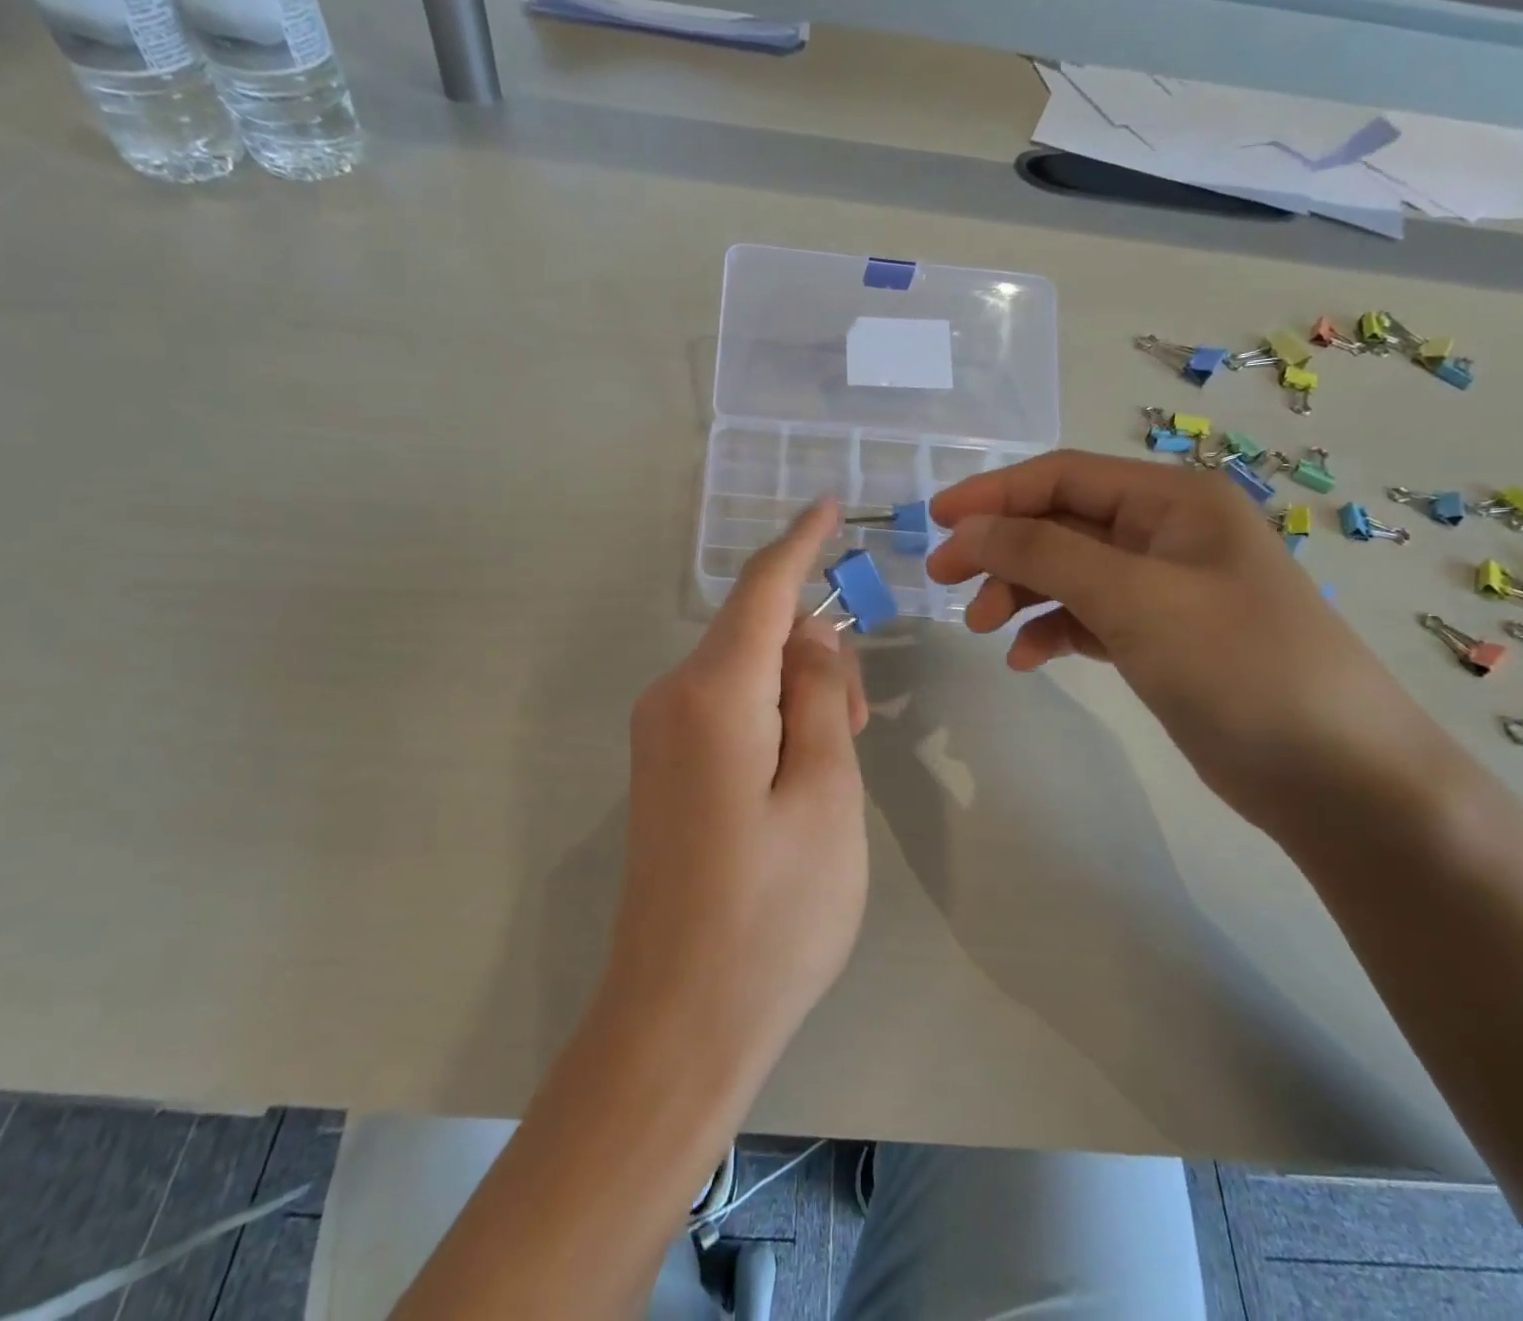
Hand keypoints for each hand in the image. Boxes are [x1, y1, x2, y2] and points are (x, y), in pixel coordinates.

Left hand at [607, 500, 868, 1073]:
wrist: (679, 1019)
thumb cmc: (773, 913)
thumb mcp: (827, 796)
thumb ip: (821, 699)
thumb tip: (811, 636)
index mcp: (713, 696)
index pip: (762, 591)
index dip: (799, 542)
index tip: (828, 504)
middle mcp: (672, 699)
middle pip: (755, 633)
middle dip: (814, 651)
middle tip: (862, 722)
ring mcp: (659, 736)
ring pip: (743, 673)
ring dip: (797, 692)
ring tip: (838, 761)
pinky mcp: (663, 770)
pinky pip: (725, 709)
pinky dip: (771, 716)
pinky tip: (800, 773)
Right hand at [926, 451, 1443, 833]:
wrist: (1332, 774)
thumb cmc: (1237, 665)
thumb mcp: (1133, 597)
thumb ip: (1042, 554)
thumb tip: (966, 529)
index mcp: (1173, 501)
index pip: (1063, 476)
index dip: (993, 493)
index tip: (935, 520)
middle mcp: (1166, 534)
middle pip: (1059, 524)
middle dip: (999, 549)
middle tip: (943, 582)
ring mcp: (1162, 588)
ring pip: (1067, 572)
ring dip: (1019, 592)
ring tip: (980, 627)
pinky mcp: (1158, 638)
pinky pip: (1086, 617)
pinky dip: (1050, 630)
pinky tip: (1027, 658)